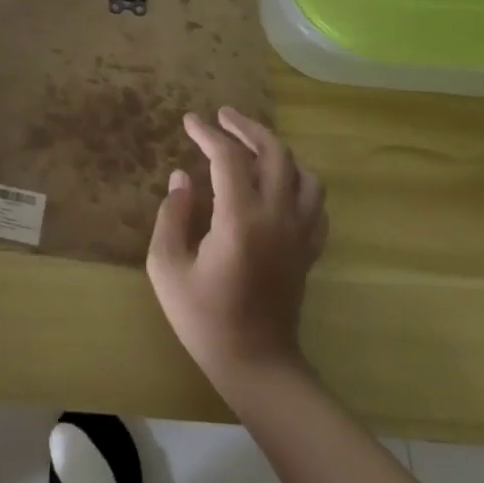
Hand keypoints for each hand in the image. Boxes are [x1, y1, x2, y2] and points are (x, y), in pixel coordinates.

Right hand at [147, 107, 327, 393]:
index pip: (228, 158)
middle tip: (223, 117)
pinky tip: (280, 184)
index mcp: (240, 219)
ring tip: (253, 146)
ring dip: (278, 151)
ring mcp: (299, 234)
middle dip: (247, 127)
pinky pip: (316, 203)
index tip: (189, 121)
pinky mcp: (309, 250)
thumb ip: (171, 216)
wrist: (257, 366)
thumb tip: (182, 178)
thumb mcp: (167, 268)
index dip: (208, 133)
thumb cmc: (205, 318)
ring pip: (303, 174)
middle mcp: (277, 217)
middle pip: (274, 153)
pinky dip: (299, 182)